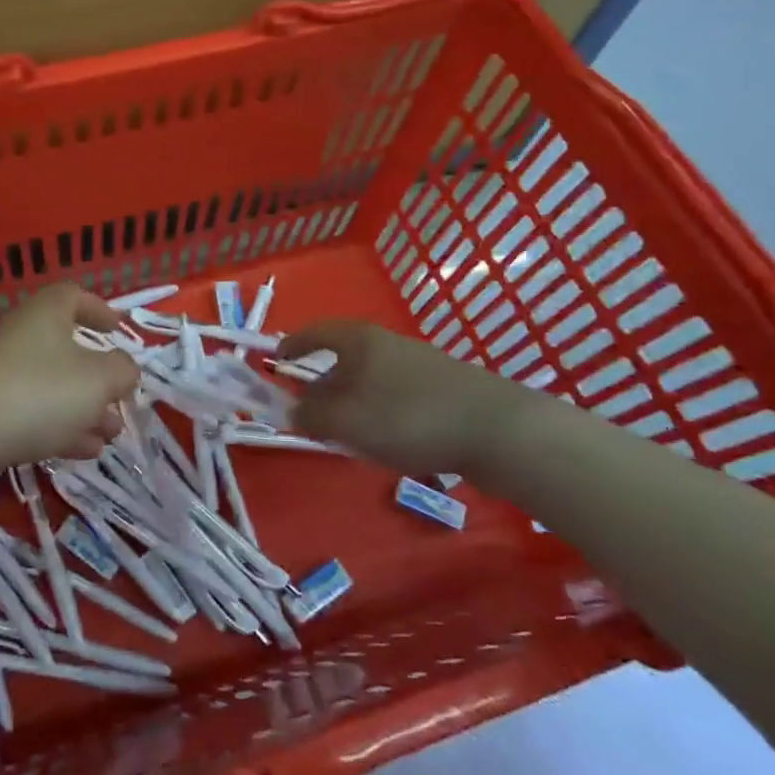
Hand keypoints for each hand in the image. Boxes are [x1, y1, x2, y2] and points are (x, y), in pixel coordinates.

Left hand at [0, 285, 139, 468]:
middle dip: (98, 376)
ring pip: (52, 387)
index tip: (118, 329)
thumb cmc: (39, 391)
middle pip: (65, 349)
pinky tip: (86, 452)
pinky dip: (62, 429)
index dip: (98, 310)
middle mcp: (21, 338)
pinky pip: (33, 415)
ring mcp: (1, 377)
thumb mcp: (98, 379)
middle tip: (121, 398)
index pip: (73, 297)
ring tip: (112, 434)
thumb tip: (124, 369)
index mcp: (45, 314)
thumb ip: (122, 371)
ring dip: (85, 409)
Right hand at [281, 320, 545, 485]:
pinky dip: (379, 413)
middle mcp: (387, 344)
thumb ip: (311, 416)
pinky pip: (395, 396)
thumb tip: (292, 411)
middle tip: (309, 416)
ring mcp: (419, 364)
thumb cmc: (409, 417)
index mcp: (359, 340)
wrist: (499, 430)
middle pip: (342, 359)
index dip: (292, 346)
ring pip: (370, 380)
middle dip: (322, 386)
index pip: (314, 332)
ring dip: (351, 404)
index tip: (274, 362)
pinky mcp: (443, 388)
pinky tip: (388, 442)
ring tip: (347, 437)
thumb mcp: (347, 421)